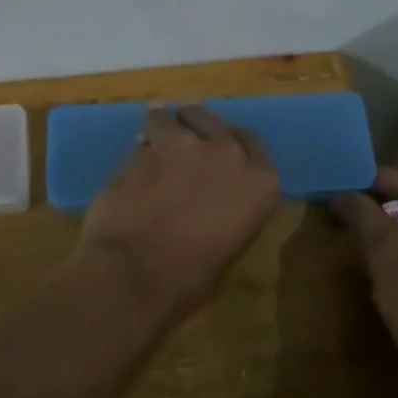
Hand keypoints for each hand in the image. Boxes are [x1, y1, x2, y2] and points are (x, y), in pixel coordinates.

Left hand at [75, 105, 281, 323]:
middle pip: (215, 122)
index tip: (221, 143)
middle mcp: (229, 155)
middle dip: (199, 123)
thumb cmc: (190, 279)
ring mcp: (187, 145)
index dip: (233, 142)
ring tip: (155, 128)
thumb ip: (225, 210)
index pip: (252, 145)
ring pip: (174, 119)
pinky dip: (142, 142)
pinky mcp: (147, 147)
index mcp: (261, 183)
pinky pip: (146, 135)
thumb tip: (205, 204)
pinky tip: (135, 149)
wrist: (139, 272)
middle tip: (187, 128)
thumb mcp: (228, 244)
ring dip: (166, 123)